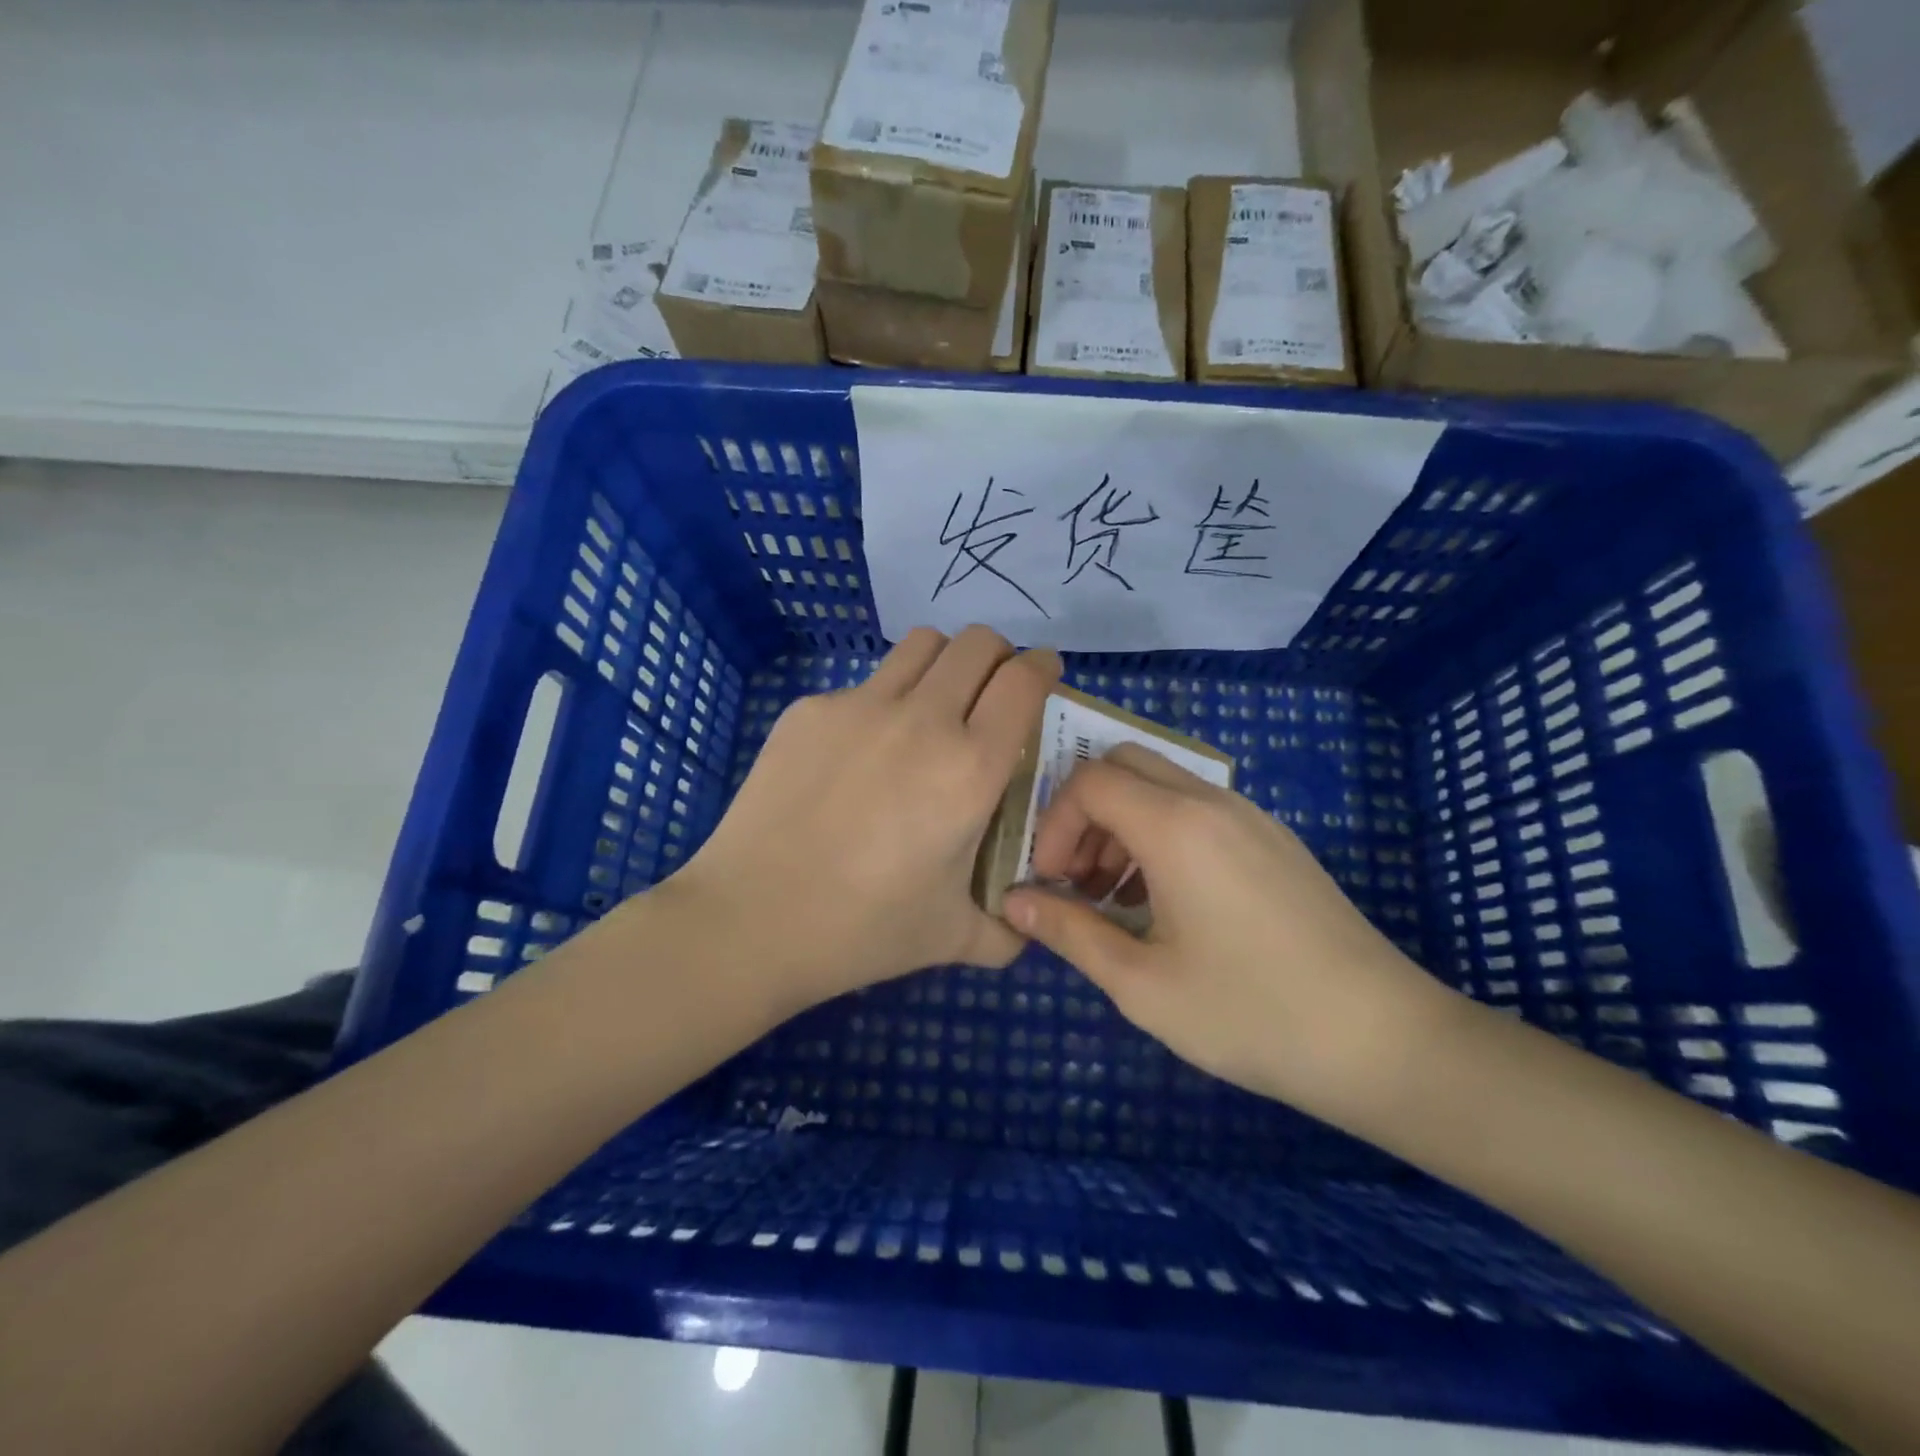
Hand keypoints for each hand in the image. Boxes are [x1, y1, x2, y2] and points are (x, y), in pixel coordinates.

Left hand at [664, 626, 1059, 1011]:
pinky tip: (860, 755)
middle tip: (992, 690)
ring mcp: (859, 706)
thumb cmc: (863, 930)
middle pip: (976, 643)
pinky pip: (863, 685)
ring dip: (943, 663)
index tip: (1043, 674)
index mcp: (969, 768)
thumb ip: (1007, 929)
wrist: (751, 920)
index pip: (1023, 681)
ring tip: (934, 704)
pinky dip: (881, 702)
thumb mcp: (954, 938)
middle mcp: (921, 720)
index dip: (1043, 667)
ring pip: (920, 645)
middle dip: (997, 656)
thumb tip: (1026, 920)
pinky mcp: (809, 710)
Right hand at [1002, 743, 1451, 1122]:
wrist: (1382, 1040)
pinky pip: (1198, 809)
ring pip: (1162, 784)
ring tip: (1117, 898)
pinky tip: (1167, 904)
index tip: (1051, 883)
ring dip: (1122, 824)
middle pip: (1123, 765)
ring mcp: (1250, 816)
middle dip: (1084, 814)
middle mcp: (1211, 802)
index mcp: (1175, 826)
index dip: (1053, 825)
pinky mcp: (1274, 839)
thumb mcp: (1142, 983)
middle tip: (1078, 880)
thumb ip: (1069, 932)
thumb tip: (1012, 903)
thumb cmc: (1250, 1013)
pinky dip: (1161, 833)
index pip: (1087, 781)